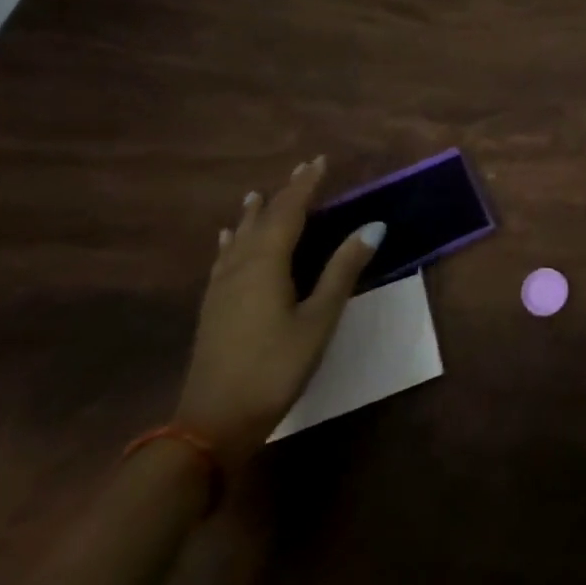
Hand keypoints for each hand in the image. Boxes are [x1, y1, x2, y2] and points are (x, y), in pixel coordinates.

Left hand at [174, 157, 381, 469]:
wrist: (212, 424)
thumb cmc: (275, 368)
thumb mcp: (319, 319)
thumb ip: (342, 270)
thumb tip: (373, 225)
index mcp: (266, 263)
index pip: (289, 211)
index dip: (305, 185)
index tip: (320, 160)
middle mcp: (240, 266)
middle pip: (263, 220)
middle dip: (284, 194)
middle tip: (301, 170)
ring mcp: (221, 288)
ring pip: (239, 238)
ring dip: (254, 214)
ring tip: (257, 195)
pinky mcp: (213, 308)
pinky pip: (224, 258)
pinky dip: (232, 241)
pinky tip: (227, 241)